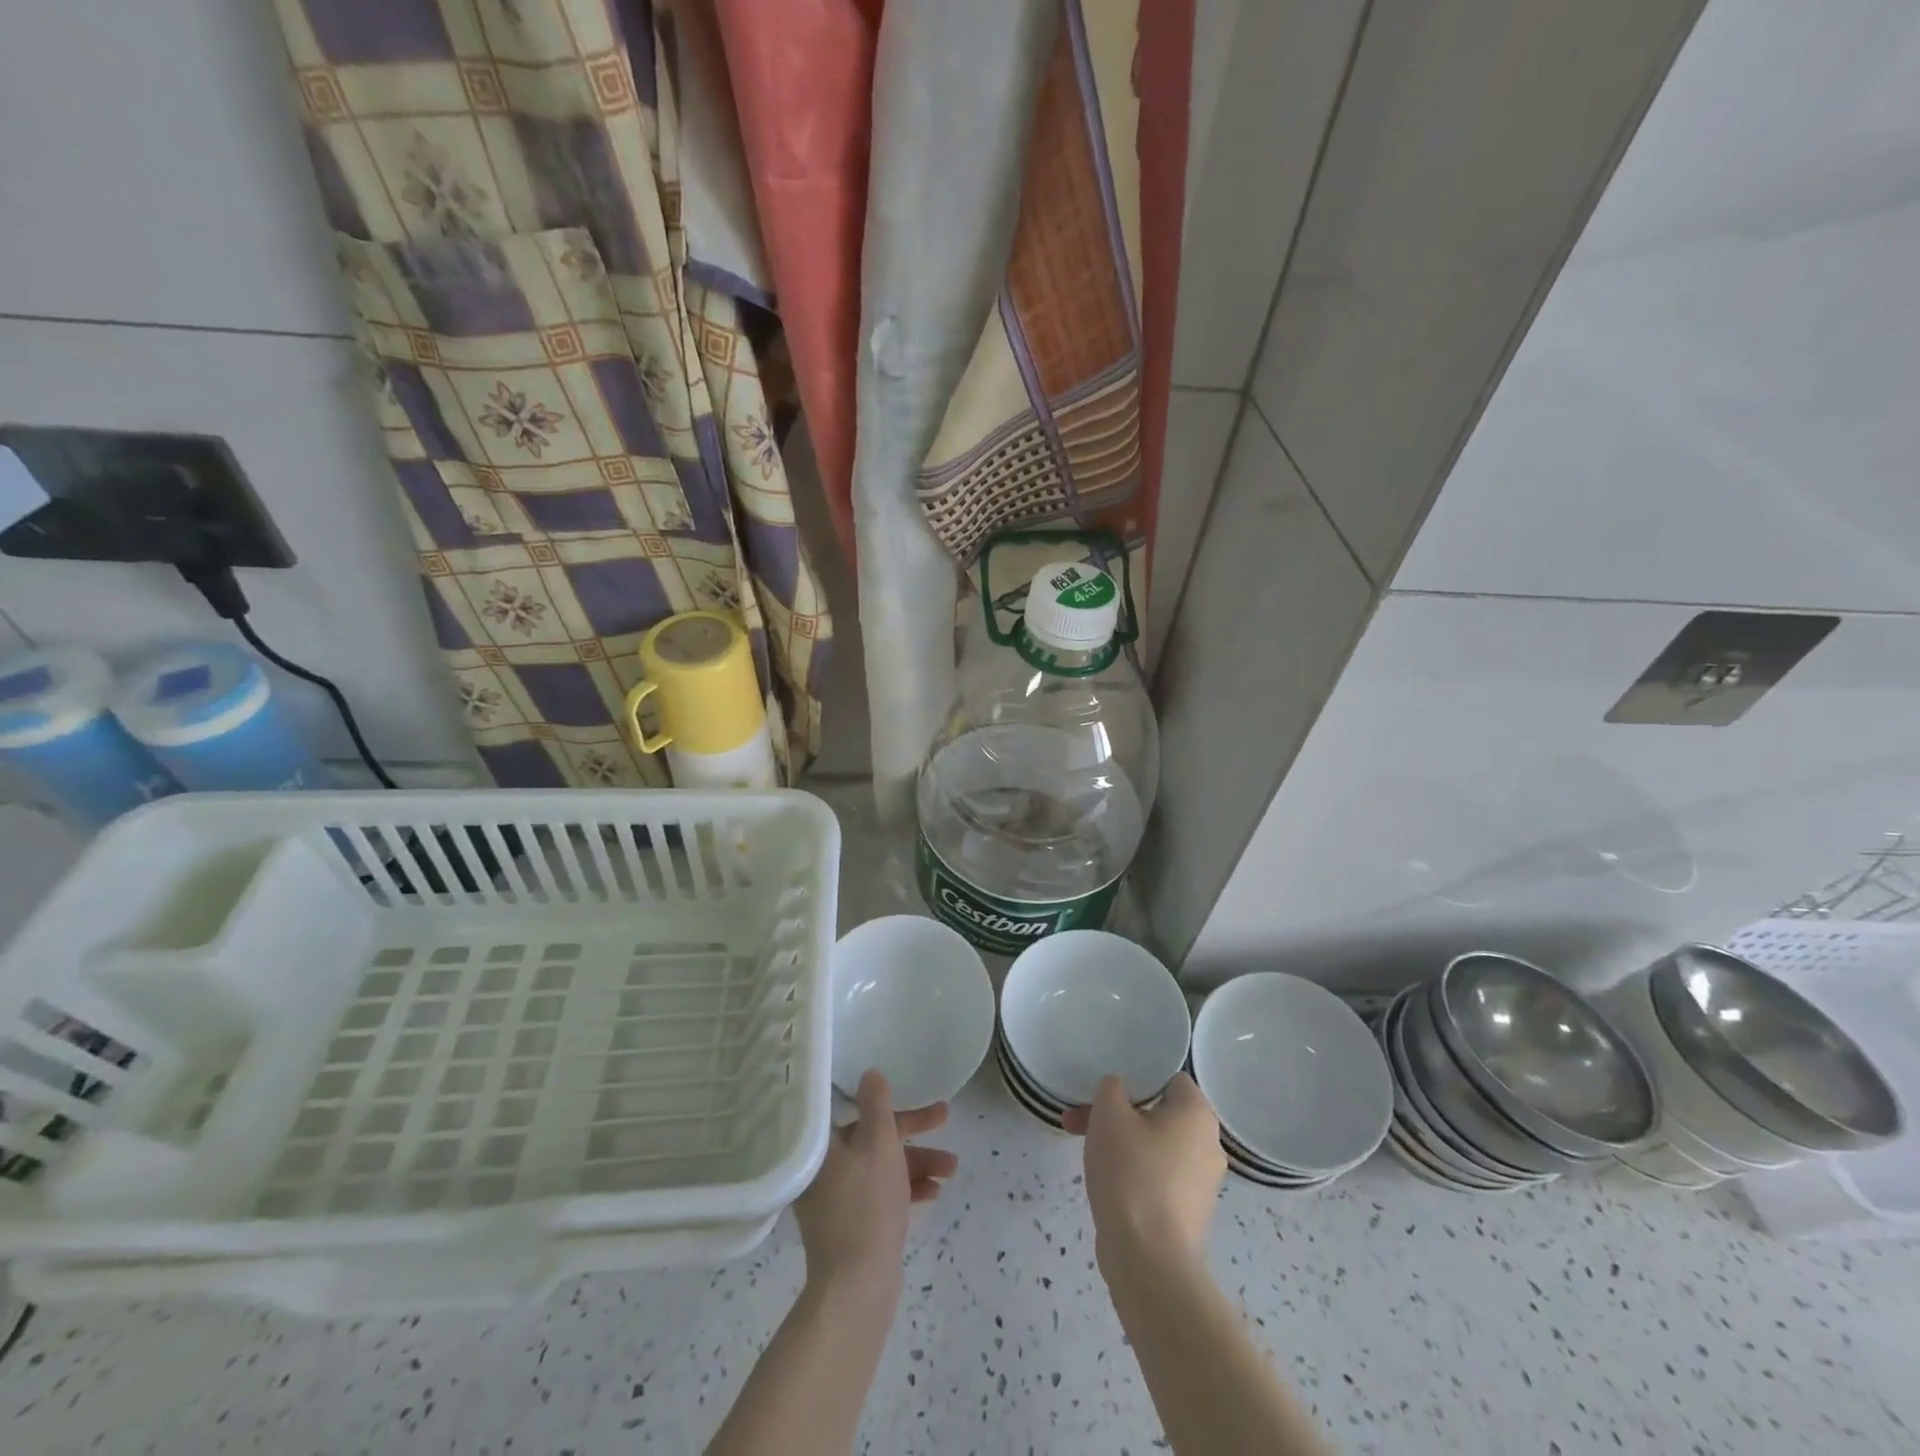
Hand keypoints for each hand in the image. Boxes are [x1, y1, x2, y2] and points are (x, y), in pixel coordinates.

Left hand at [794, 1071, 958, 1288]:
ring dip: (917, 1162)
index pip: (855, 1108)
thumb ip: (877, 1105)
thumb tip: (870, 1073)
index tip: (914, 1092)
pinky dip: (906, 1188)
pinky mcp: (851, 1224)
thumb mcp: (878, 1144)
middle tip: (945, 1118)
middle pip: (872, 1136)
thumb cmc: (867, 1204)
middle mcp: (824, 1168)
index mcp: (823, 1145)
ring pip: (881, 1166)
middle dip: (913, 1131)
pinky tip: (935, 1193)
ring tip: (952, 1168)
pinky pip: (881, 1193)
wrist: (857, 1286)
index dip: (889, 1099)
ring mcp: (836, 1199)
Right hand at [1064, 1073, 1224, 1270]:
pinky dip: (1133, 1171)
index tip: (1107, 1089)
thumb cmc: (1131, 1172)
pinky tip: (1105, 1180)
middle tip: (1080, 1118)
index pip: (1169, 1078)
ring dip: (1121, 1141)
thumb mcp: (1109, 1113)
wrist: (1148, 1260)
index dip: (1136, 1077)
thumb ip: (1112, 1087)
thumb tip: (1119, 1091)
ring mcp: (1202, 1183)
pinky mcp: (1189, 1213)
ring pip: (1155, 1145)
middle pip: (1158, 1112)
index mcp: (1198, 1114)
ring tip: (1083, 1147)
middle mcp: (1209, 1144)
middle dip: (1117, 1113)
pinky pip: (1158, 1176)